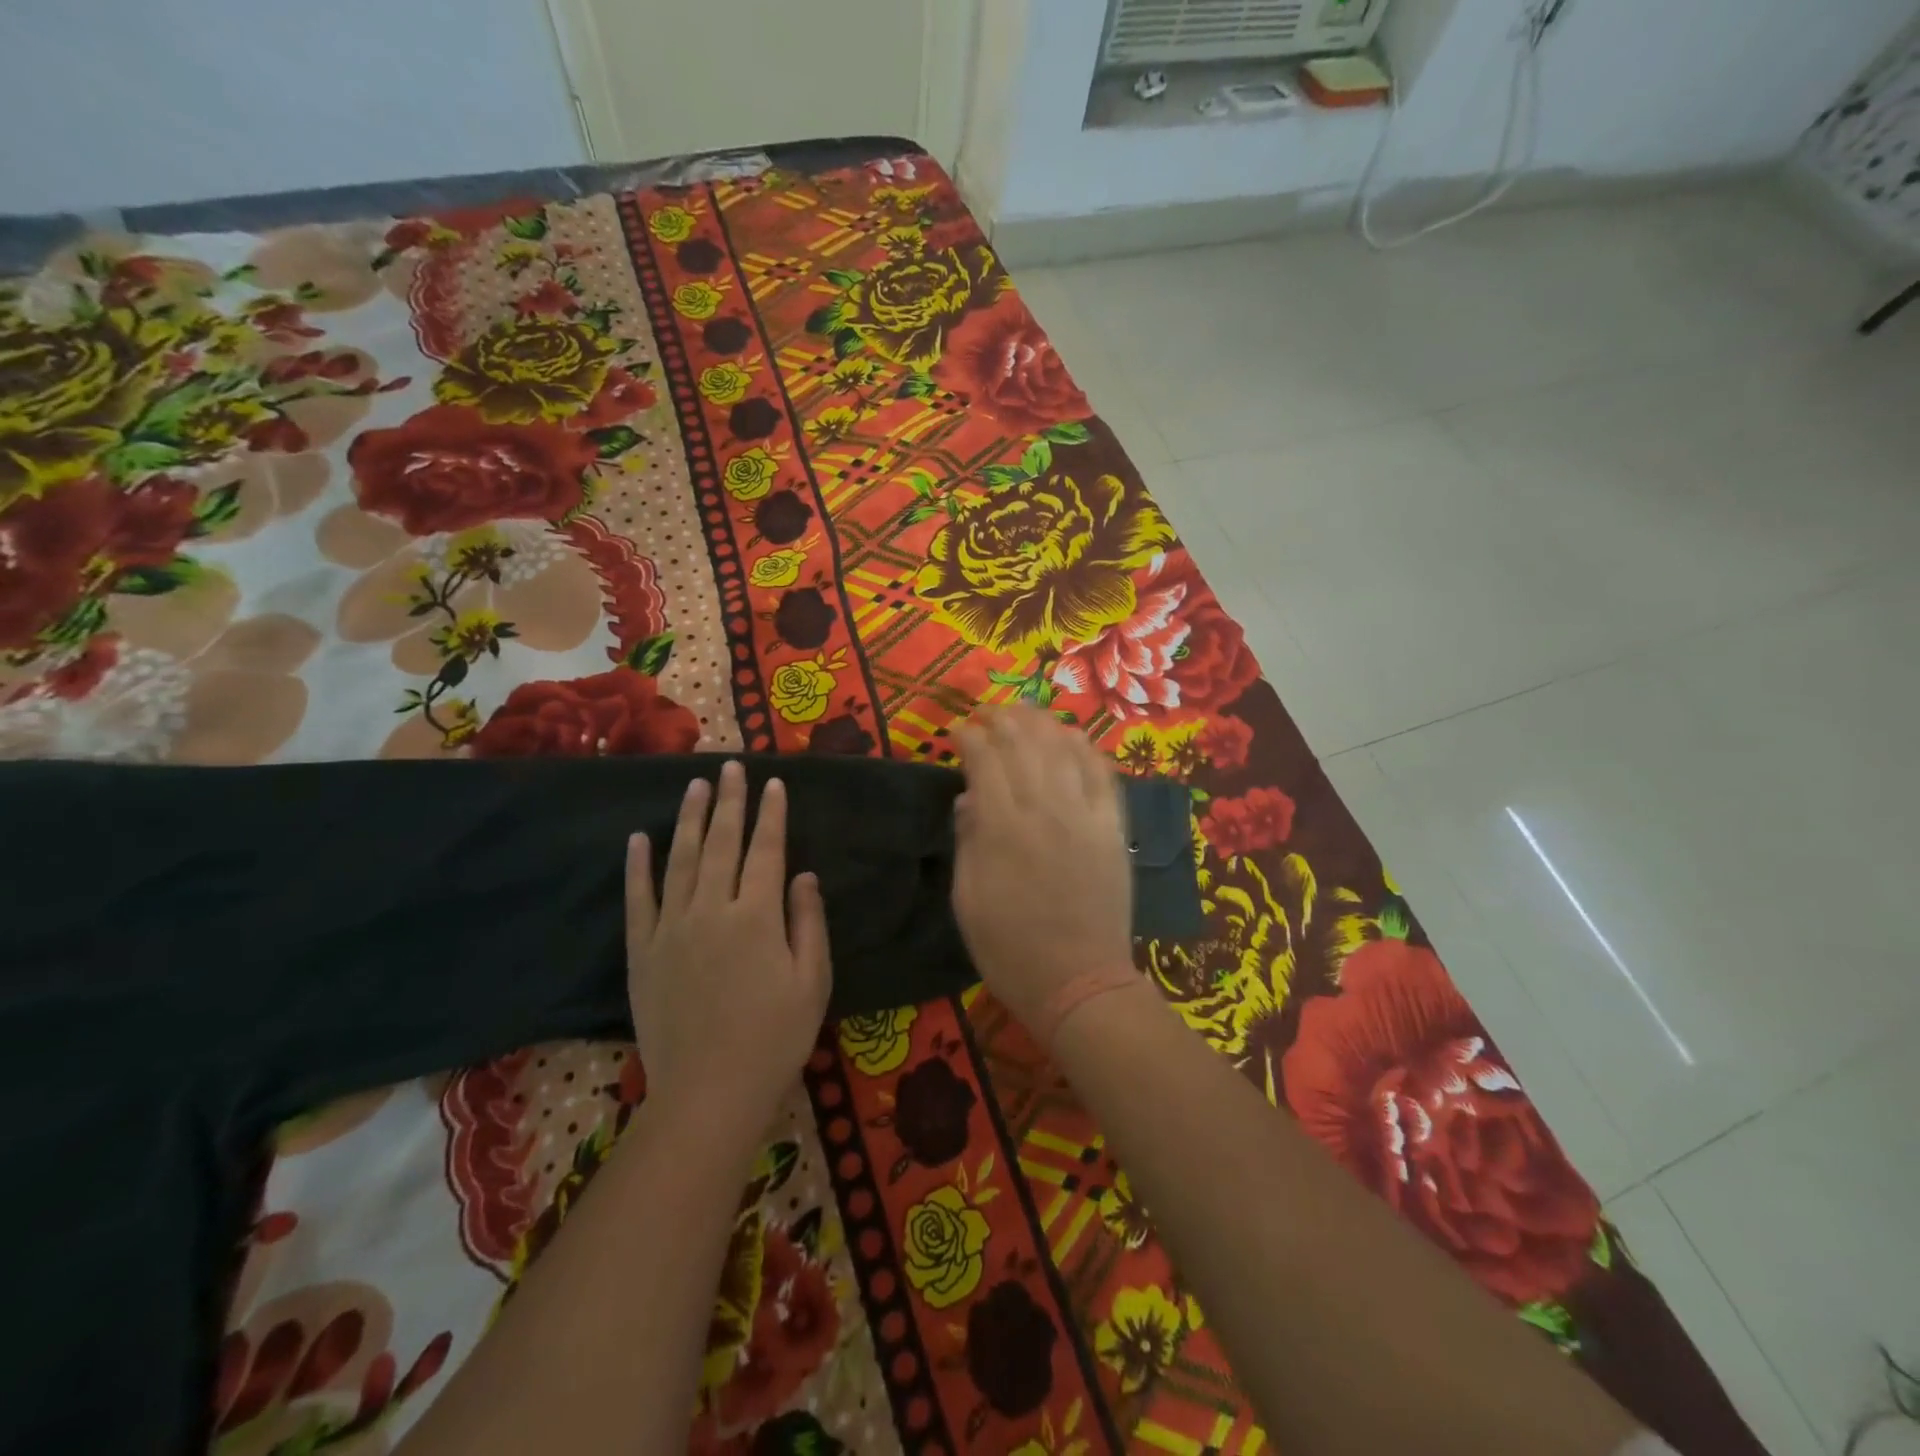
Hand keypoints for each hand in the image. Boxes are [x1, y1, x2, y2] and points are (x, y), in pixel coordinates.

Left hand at [626, 761, 832, 1134]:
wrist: (708, 1094)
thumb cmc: (775, 1039)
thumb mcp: (812, 982)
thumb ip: (808, 922)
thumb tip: (803, 874)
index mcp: (757, 916)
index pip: (766, 850)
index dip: (771, 814)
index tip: (773, 783)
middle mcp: (712, 910)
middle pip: (720, 843)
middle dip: (728, 801)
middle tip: (729, 766)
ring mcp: (671, 929)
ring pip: (679, 860)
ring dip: (687, 819)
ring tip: (693, 785)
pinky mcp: (642, 952)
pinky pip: (638, 899)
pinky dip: (637, 866)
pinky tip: (638, 838)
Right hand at [951, 706, 1134, 1033]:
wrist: (1080, 983)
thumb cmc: (1010, 949)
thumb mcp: (967, 900)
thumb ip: (967, 841)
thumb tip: (968, 798)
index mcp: (1002, 829)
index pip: (984, 760)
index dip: (969, 737)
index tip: (957, 730)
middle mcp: (1045, 810)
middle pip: (1024, 744)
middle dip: (1003, 719)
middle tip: (988, 713)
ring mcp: (1085, 817)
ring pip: (1064, 749)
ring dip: (1043, 723)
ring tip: (1026, 713)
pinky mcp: (1113, 829)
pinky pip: (1103, 775)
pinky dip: (1086, 749)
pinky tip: (1073, 737)